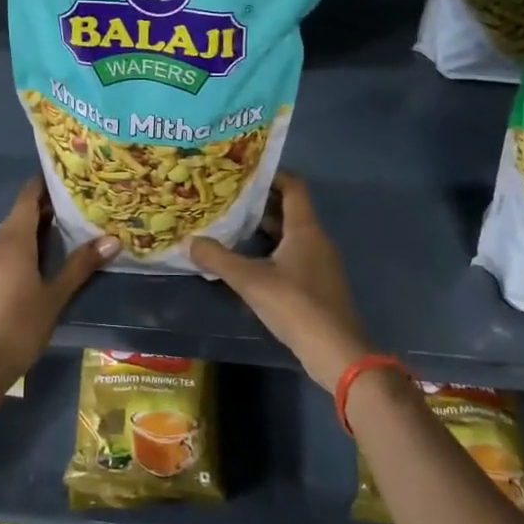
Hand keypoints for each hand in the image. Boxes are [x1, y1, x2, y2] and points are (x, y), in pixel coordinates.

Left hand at [0, 176, 118, 384]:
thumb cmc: (22, 324)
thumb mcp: (56, 294)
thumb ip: (81, 265)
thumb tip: (112, 239)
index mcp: (13, 242)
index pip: (26, 198)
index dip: (43, 184)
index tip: (65, 176)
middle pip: (18, 215)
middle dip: (43, 206)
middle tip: (74, 203)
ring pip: (10, 234)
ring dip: (32, 228)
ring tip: (63, 229)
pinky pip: (4, 252)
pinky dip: (22, 246)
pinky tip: (39, 261)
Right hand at [190, 174, 369, 391]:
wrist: (336, 351)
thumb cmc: (296, 305)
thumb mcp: (250, 280)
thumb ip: (218, 259)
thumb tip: (188, 241)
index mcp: (305, 229)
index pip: (293, 186)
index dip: (271, 175)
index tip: (242, 172)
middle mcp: (316, 239)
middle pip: (289, 209)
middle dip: (259, 202)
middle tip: (226, 198)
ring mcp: (319, 263)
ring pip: (289, 234)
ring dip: (263, 228)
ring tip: (230, 225)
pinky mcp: (317, 284)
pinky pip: (292, 255)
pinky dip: (271, 250)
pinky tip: (247, 261)